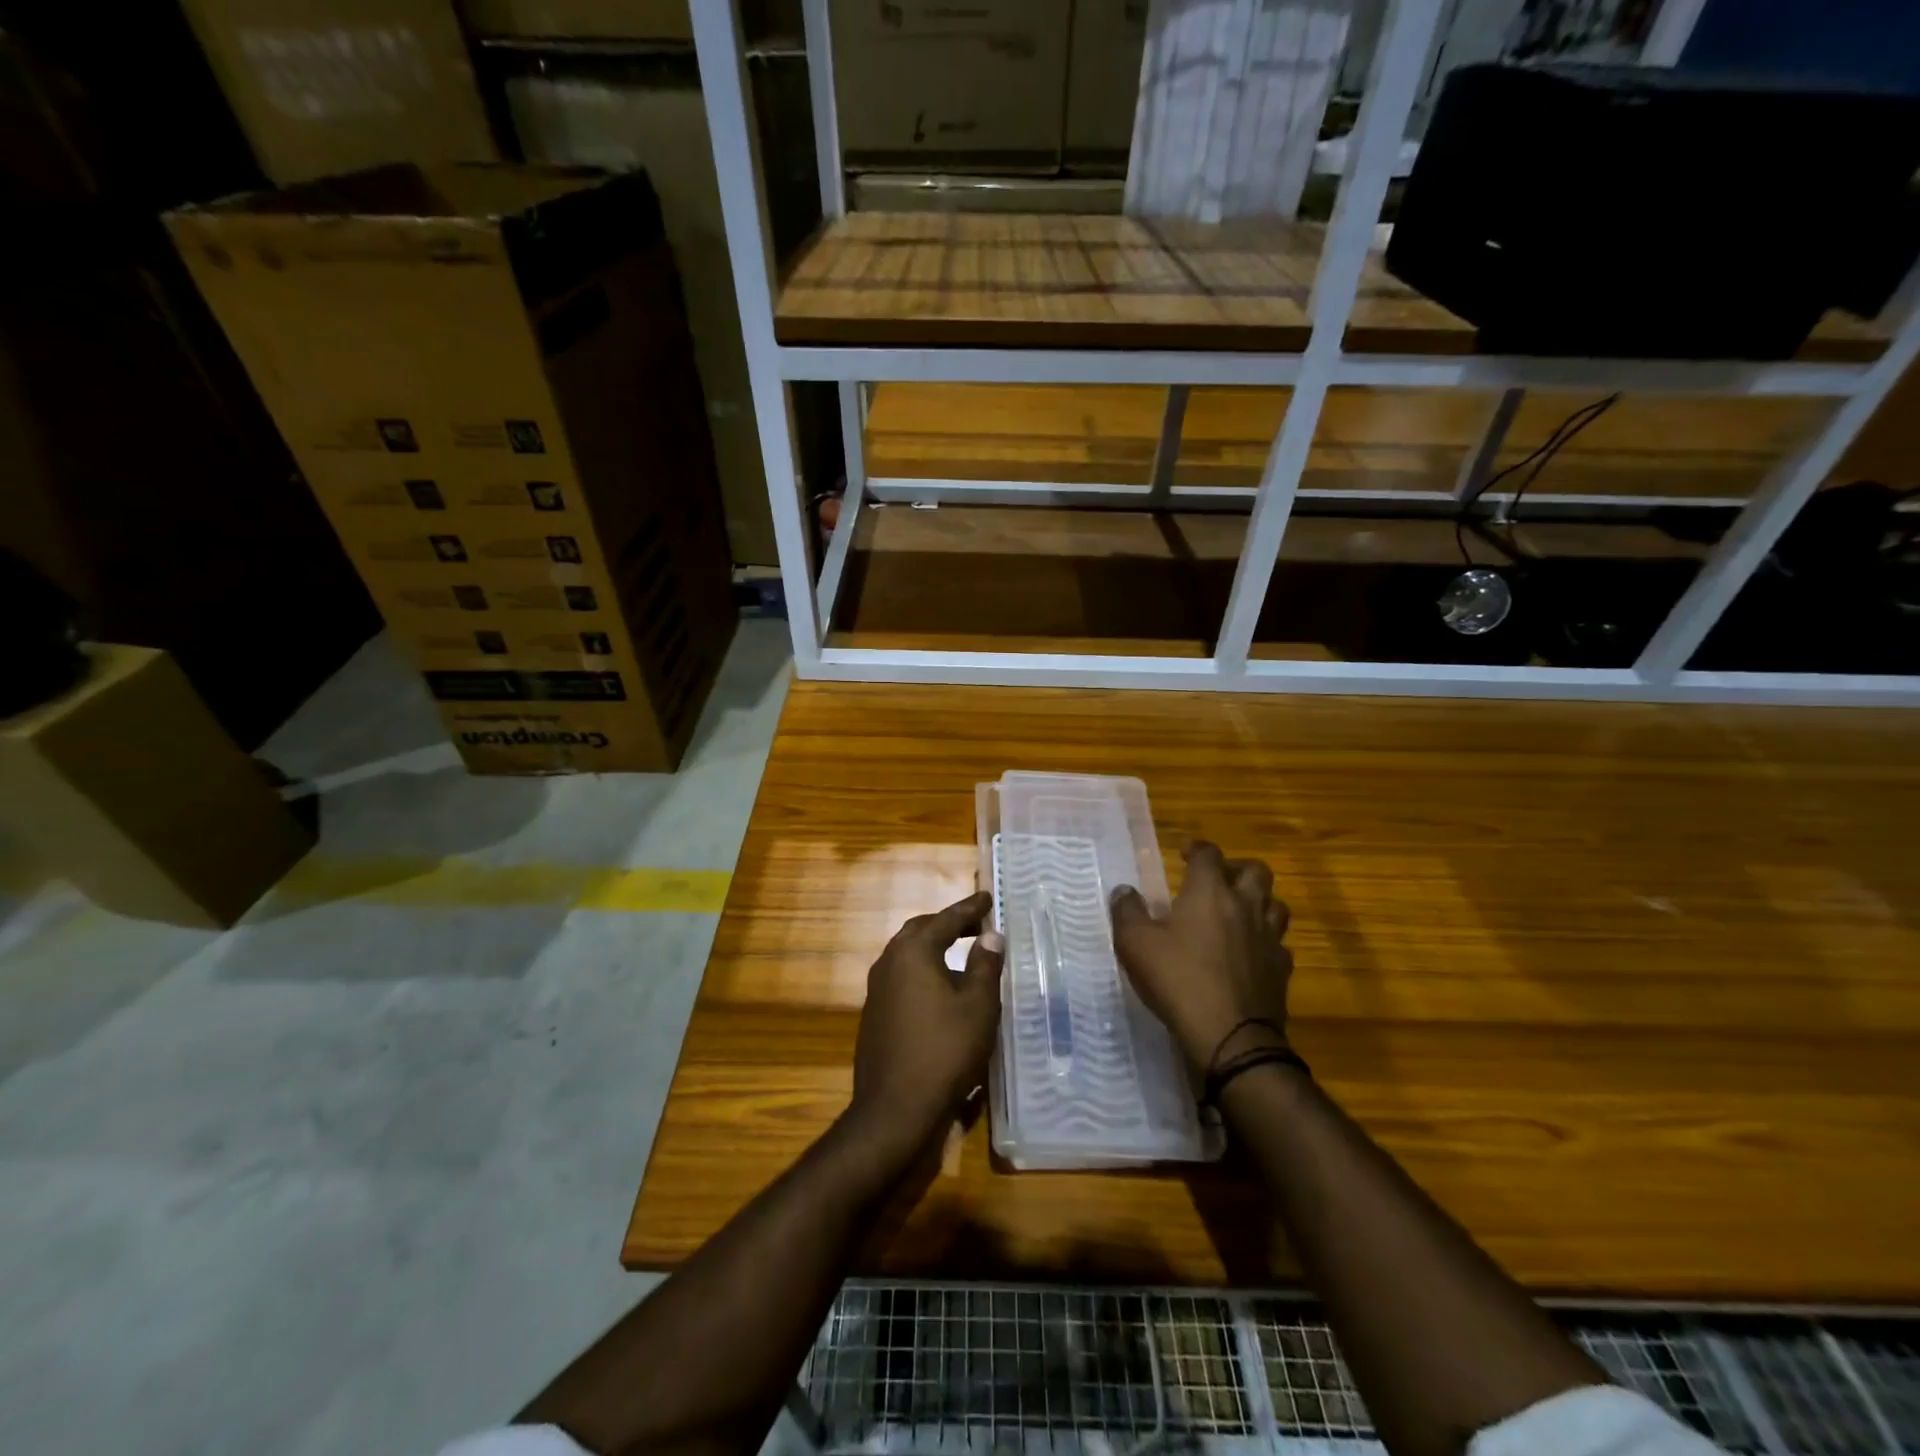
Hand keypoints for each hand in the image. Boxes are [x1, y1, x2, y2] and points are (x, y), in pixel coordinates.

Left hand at [847, 891, 1005, 1160]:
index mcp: (912, 952)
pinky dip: (924, 973)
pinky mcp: (874, 1016)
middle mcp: (889, 963)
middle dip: (947, 925)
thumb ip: (985, 966)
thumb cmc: (944, 1051)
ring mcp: (877, 991)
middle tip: (975, 925)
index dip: (970, 908)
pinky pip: (902, 980)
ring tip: (962, 955)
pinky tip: (941, 992)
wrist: (895, 1110)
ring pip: (908, 956)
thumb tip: (990, 936)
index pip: (946, 919)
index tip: (987, 897)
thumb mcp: (978, 1007)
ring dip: (934, 949)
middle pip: (920, 932)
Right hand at [1110, 841, 1291, 1072]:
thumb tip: (1124, 891)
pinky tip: (1250, 953)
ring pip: (1275, 904)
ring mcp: (1269, 938)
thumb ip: (1127, 911)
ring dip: (1258, 901)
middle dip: (1237, 868)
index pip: (1209, 855)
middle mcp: (1245, 906)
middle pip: (1256, 871)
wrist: (1231, 1036)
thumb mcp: (1135, 944)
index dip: (1197, 849)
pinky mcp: (1281, 970)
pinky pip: (1279, 943)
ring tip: (1238, 912)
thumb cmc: (1178, 980)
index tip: (1184, 855)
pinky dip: (1265, 940)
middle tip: (1218, 880)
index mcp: (1210, 892)